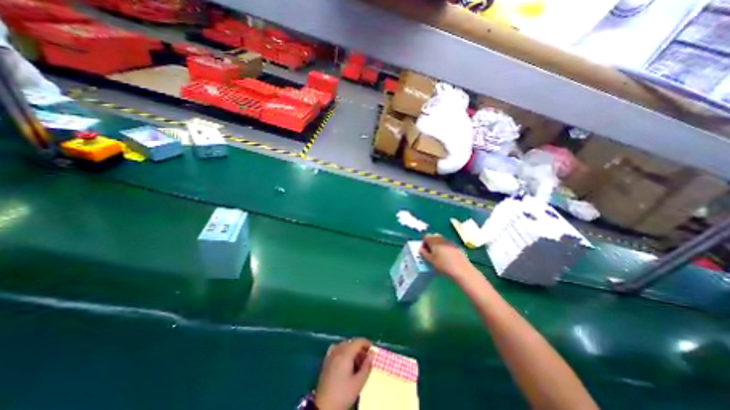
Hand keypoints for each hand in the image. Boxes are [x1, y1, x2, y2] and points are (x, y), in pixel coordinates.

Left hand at [313, 339, 371, 407]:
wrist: (324, 406)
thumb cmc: (343, 394)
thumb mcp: (358, 383)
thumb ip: (367, 366)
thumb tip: (372, 354)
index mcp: (346, 353)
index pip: (358, 341)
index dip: (367, 343)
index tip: (373, 350)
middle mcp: (338, 350)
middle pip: (351, 342)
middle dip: (360, 348)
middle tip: (366, 359)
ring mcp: (331, 355)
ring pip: (344, 345)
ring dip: (352, 350)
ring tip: (357, 362)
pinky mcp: (326, 360)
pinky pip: (337, 349)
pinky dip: (343, 351)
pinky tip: (345, 360)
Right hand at [423, 232, 479, 282]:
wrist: (462, 270)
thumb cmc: (443, 265)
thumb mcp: (430, 260)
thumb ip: (423, 253)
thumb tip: (421, 249)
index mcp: (434, 240)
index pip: (425, 237)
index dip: (423, 243)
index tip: (424, 251)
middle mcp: (441, 238)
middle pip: (433, 237)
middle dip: (430, 243)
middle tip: (430, 253)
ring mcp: (449, 242)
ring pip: (440, 240)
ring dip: (437, 245)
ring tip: (438, 256)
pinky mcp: (456, 246)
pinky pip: (447, 244)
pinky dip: (444, 248)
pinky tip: (446, 257)